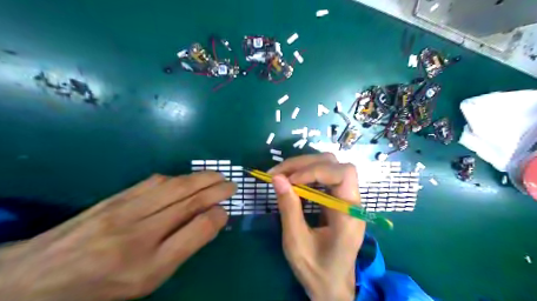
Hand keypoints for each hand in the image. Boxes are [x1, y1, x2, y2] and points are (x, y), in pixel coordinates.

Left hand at [0, 171, 234, 300]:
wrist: (35, 278)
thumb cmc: (101, 286)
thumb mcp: (147, 280)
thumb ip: (182, 248)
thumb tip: (209, 220)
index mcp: (148, 264)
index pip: (195, 230)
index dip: (217, 215)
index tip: (227, 210)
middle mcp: (137, 233)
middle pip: (187, 201)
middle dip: (215, 189)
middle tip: (231, 183)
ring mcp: (123, 210)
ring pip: (173, 187)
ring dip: (200, 179)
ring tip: (216, 176)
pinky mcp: (114, 198)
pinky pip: (153, 182)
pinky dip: (176, 178)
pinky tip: (185, 178)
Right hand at [270, 153, 366, 299]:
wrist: (332, 285)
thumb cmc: (316, 270)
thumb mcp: (297, 242)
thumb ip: (289, 208)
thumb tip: (277, 178)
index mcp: (349, 215)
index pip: (343, 174)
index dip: (315, 170)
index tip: (289, 180)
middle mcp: (352, 202)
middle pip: (335, 164)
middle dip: (304, 163)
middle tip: (278, 173)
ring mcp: (345, 199)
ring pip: (329, 166)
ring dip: (303, 166)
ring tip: (280, 175)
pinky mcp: (336, 199)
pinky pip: (323, 177)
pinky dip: (304, 174)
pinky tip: (291, 181)